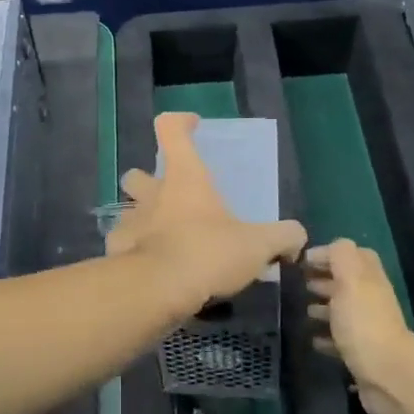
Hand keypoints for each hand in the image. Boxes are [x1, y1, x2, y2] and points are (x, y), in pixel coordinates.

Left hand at [107, 111, 306, 320]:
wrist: (158, 290)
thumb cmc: (208, 253)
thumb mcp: (258, 245)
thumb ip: (282, 237)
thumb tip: (297, 237)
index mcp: (184, 177)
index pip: (171, 129)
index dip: (181, 122)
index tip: (193, 125)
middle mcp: (152, 194)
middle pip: (138, 174)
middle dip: (149, 181)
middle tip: (172, 198)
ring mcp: (130, 222)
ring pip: (129, 211)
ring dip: (142, 219)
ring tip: (164, 239)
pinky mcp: (117, 252)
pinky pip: (123, 245)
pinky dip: (134, 253)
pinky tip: (151, 268)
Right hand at [306, 239, 413, 413]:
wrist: (388, 376)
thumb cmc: (364, 322)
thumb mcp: (350, 279)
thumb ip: (340, 256)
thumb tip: (328, 248)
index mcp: (368, 279)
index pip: (353, 255)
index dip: (329, 254)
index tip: (302, 260)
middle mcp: (370, 301)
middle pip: (347, 283)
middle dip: (323, 280)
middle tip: (297, 283)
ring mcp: (367, 329)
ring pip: (342, 311)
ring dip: (322, 308)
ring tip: (300, 310)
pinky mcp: (361, 355)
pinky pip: (340, 340)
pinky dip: (325, 337)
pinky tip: (310, 338)